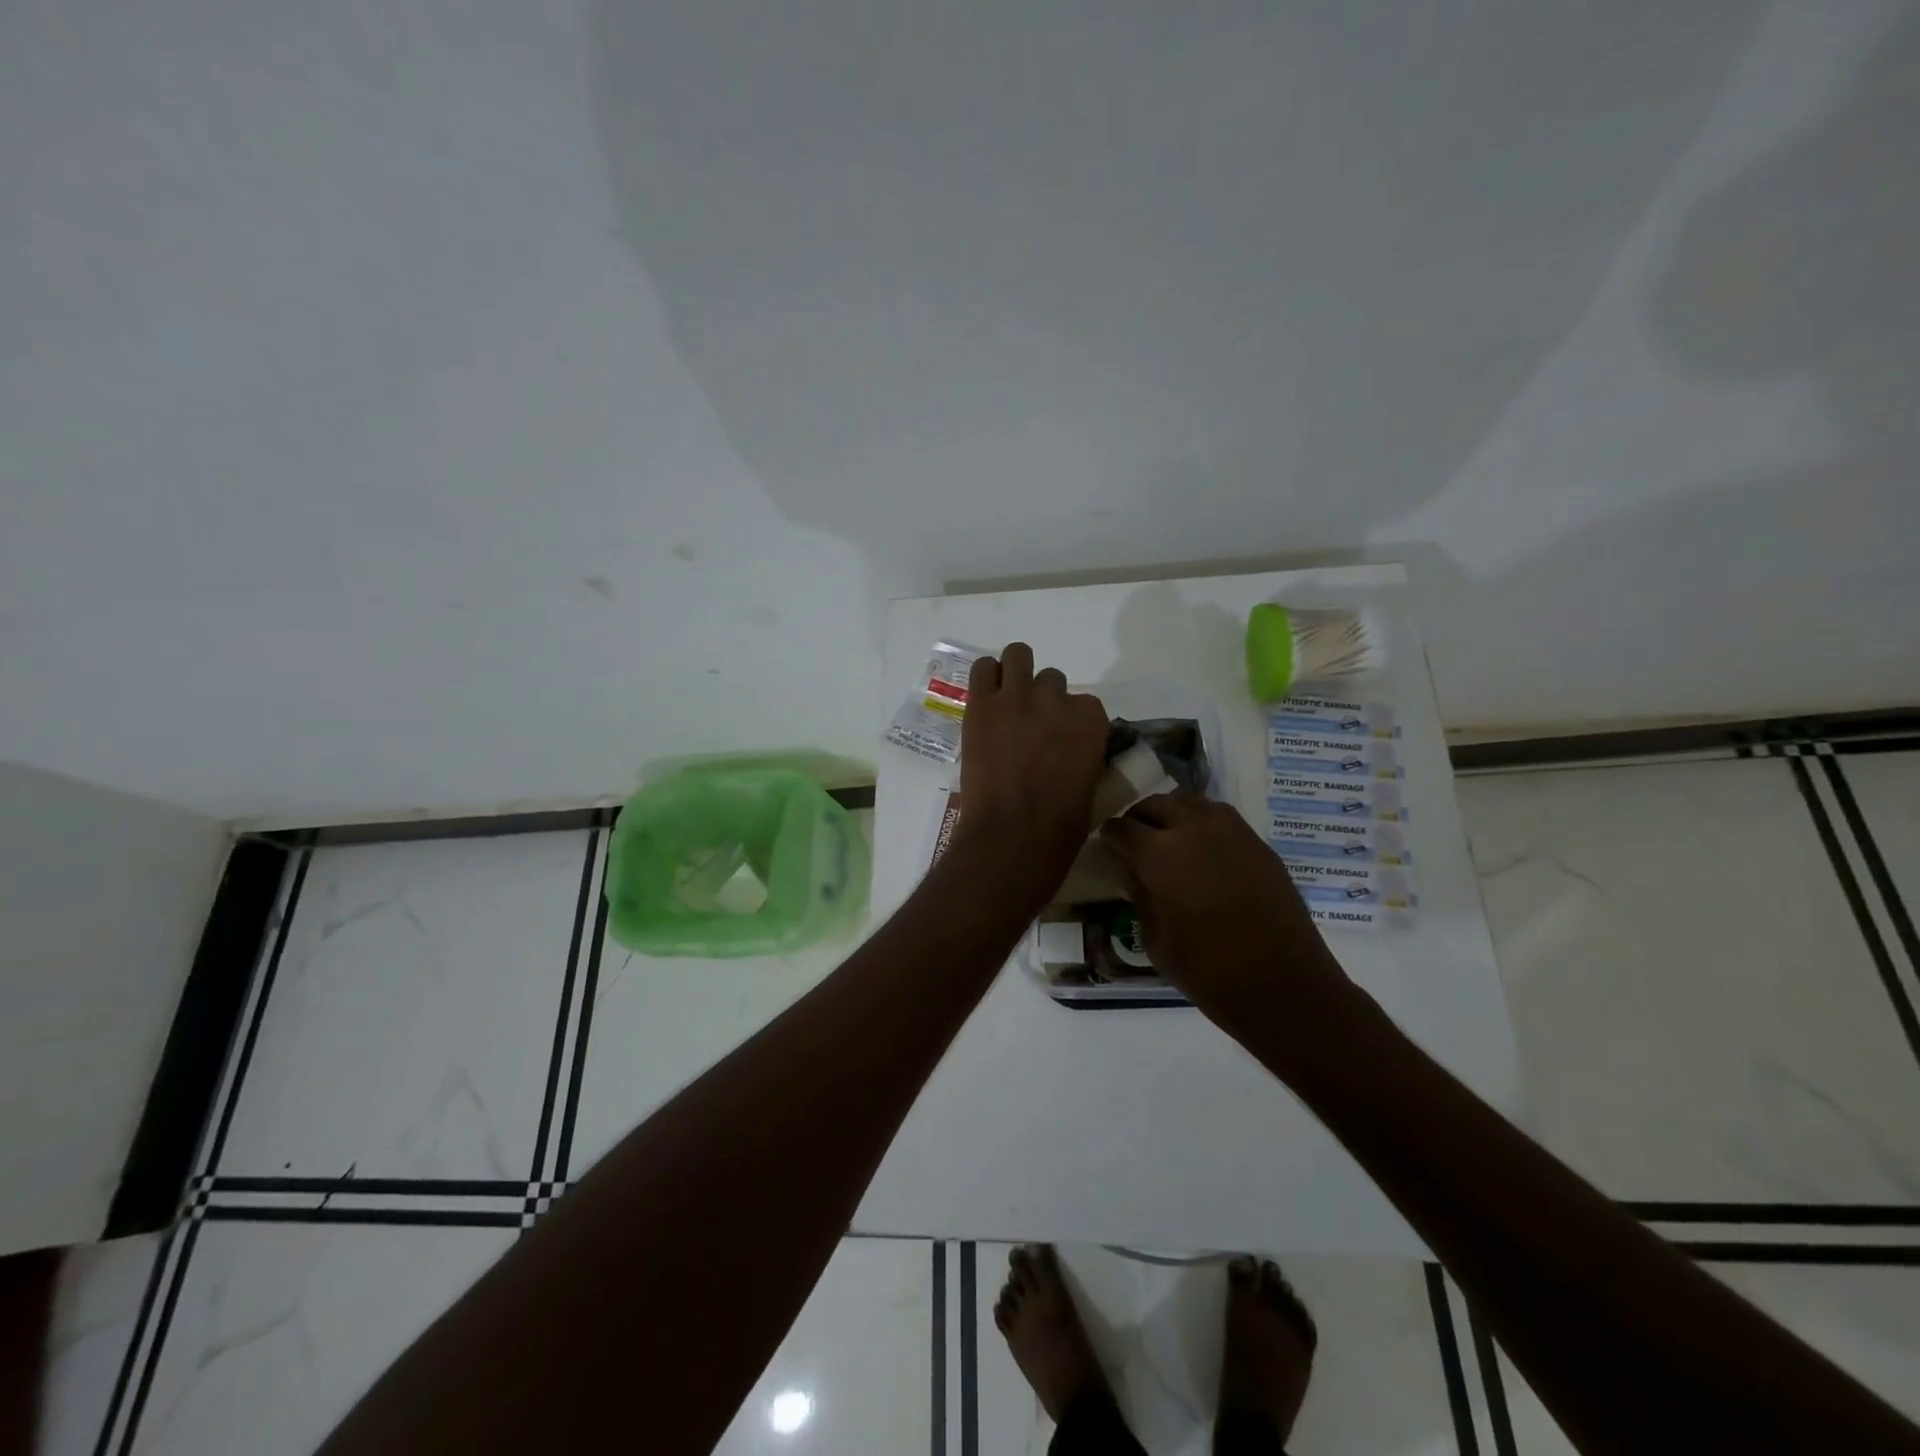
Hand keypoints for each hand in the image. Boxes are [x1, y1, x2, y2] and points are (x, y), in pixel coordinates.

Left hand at [956, 643, 1108, 897]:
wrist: (1011, 834)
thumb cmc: (1059, 826)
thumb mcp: (1092, 787)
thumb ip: (1087, 756)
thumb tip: (1076, 753)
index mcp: (1091, 720)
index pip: (1084, 703)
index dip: (1069, 720)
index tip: (1059, 740)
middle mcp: (1057, 699)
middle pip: (1051, 680)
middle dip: (1042, 699)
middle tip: (1028, 726)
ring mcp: (1017, 697)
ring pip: (1018, 656)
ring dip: (1015, 673)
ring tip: (1006, 700)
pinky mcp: (982, 704)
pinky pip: (983, 669)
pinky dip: (986, 677)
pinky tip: (985, 698)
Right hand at [1101, 793, 1352, 1031]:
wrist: (1282, 984)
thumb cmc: (1206, 970)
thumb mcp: (1154, 938)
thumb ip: (1138, 894)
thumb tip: (1129, 869)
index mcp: (1158, 853)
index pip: (1122, 828)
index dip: (1110, 835)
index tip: (1106, 845)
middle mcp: (1192, 829)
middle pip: (1155, 804)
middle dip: (1139, 818)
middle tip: (1134, 840)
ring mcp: (1230, 831)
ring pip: (1190, 802)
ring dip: (1172, 814)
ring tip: (1168, 838)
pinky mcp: (1257, 842)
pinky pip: (1220, 817)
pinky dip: (1202, 823)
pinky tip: (1202, 849)